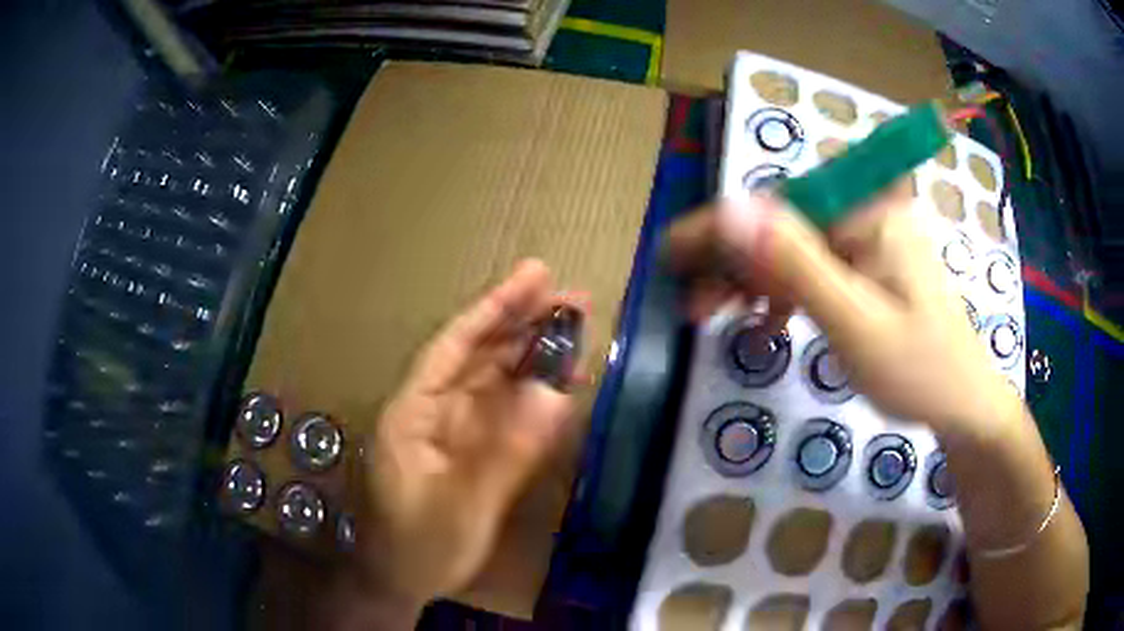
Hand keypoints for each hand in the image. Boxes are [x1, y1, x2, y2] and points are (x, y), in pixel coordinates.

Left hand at [348, 260, 582, 613]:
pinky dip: (529, 395)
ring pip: (492, 380)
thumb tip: (555, 396)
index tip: (536, 276)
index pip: (456, 345)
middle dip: (522, 323)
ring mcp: (449, 430)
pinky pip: (500, 412)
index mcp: (413, 413)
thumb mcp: (464, 506)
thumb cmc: (419, 547)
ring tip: (575, 331)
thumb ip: (508, 452)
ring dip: (530, 354)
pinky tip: (557, 384)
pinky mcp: (466, 449)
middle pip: (477, 354)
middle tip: (573, 299)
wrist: (399, 582)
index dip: (495, 308)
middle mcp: (429, 410)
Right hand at [665, 183, 1019, 439]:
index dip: (720, 232)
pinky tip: (771, 319)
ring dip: (754, 280)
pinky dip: (786, 291)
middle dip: (734, 264)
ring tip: (718, 316)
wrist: (963, 403)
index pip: (777, 208)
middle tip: (694, 308)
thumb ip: (796, 263)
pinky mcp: (869, 265)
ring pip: (793, 247)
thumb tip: (731, 208)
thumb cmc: (919, 370)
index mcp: (869, 211)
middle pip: (782, 225)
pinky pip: (815, 266)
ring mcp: (869, 238)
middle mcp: (867, 210)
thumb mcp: (855, 323)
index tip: (670, 257)